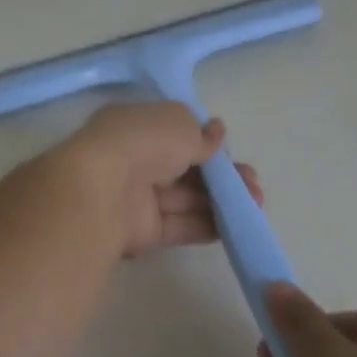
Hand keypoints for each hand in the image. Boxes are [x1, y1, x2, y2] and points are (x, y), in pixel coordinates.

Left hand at [52, 103, 262, 258]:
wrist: (101, 192)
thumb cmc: (142, 143)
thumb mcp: (180, 124)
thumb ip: (201, 134)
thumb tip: (216, 133)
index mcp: (133, 126)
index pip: (172, 133)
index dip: (203, 141)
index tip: (228, 149)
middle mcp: (132, 161)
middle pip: (182, 169)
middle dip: (220, 176)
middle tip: (253, 185)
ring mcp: (135, 198)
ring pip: (184, 199)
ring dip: (221, 201)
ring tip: (255, 204)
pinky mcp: (141, 232)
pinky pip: (179, 226)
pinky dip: (206, 225)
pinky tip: (235, 226)